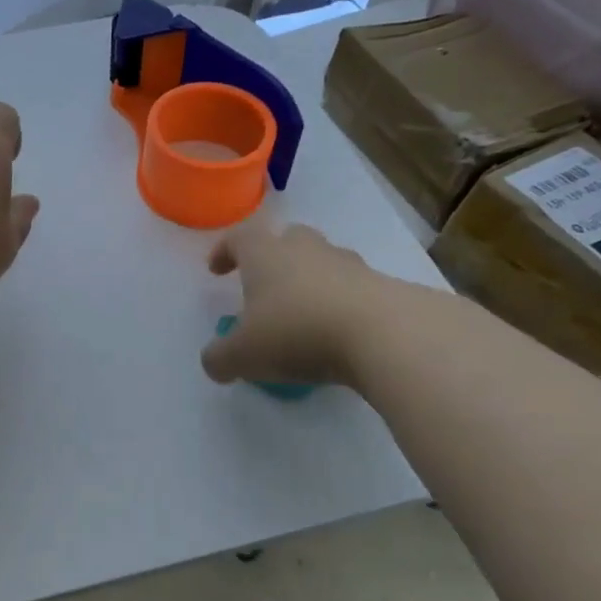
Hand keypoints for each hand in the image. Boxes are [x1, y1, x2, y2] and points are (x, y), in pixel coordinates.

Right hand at [200, 222, 403, 387]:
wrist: (385, 334)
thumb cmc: (297, 333)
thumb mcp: (242, 355)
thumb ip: (220, 358)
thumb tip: (214, 363)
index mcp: (265, 255)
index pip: (239, 238)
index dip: (224, 251)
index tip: (217, 271)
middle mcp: (307, 249)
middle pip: (288, 239)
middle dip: (274, 258)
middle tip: (265, 287)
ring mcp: (350, 265)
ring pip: (324, 262)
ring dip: (311, 281)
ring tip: (304, 316)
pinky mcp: (384, 287)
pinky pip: (354, 289)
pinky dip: (341, 305)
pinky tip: (338, 335)